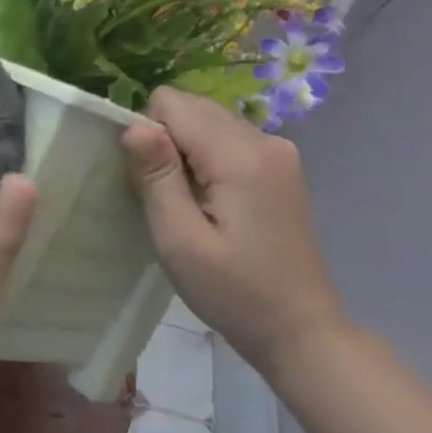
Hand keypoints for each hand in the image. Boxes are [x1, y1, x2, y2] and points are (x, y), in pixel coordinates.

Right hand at [119, 87, 347, 380]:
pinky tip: (209, 202)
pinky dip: (205, 159)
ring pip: (207, 120)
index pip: (171, 103)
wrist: (298, 329)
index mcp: (240, 155)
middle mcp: (264, 139)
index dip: (147, 135)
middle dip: (165, 141)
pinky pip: (226, 139)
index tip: (149, 183)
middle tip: (167, 197)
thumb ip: (156, 177)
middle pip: (191, 106)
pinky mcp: (279, 166)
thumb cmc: (232, 291)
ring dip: (184, 151)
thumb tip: (133, 125)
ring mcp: (278, 151)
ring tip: (187, 203)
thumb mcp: (179, 240)